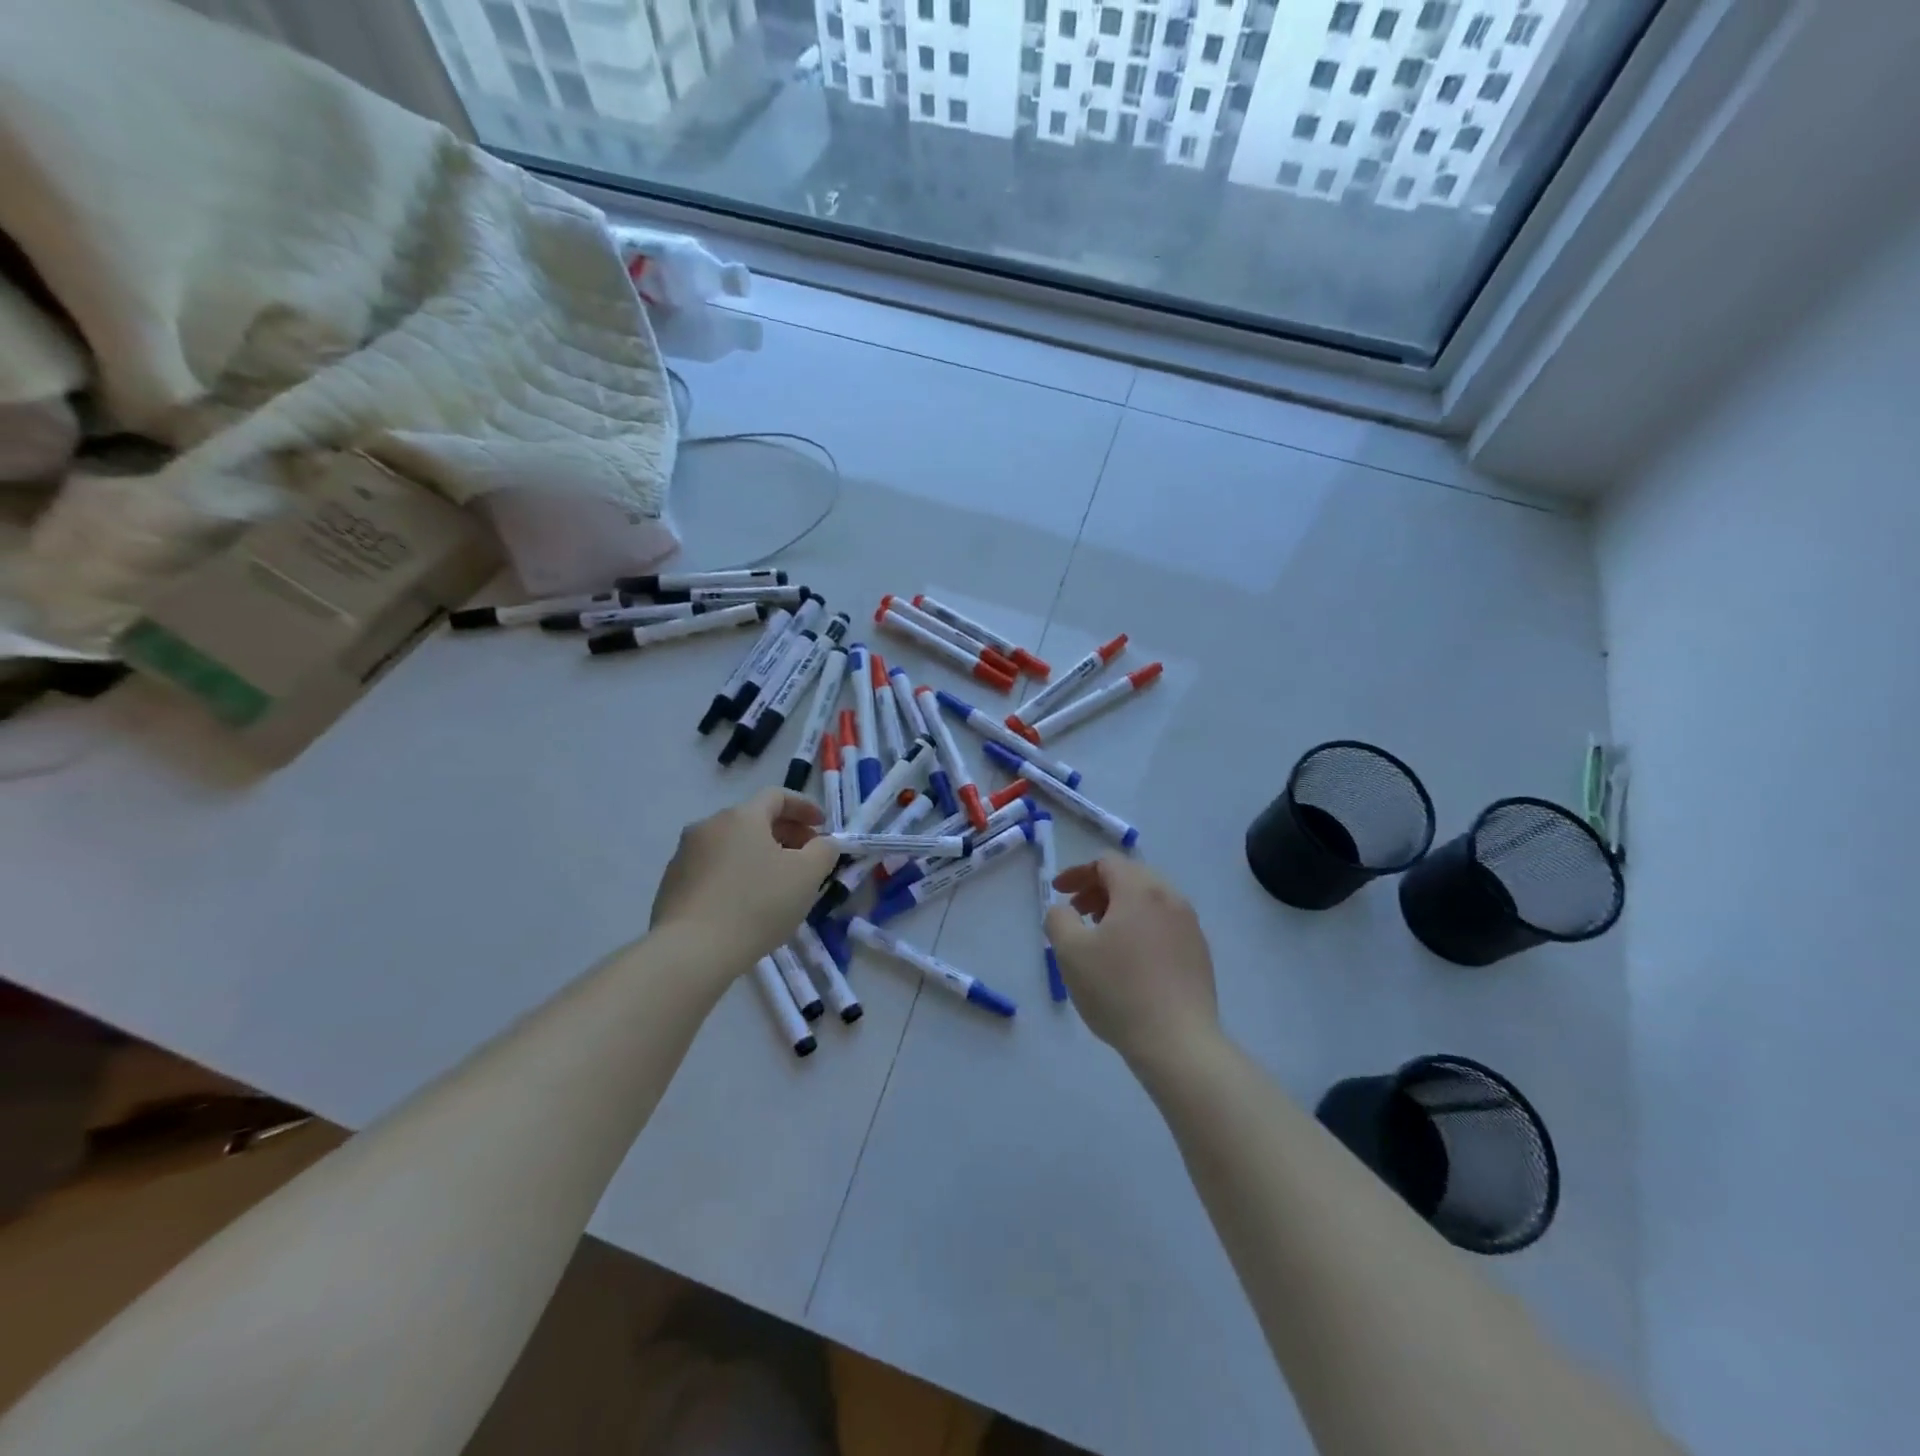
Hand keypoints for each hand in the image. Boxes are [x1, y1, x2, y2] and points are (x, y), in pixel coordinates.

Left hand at [651, 789, 840, 968]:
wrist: (691, 951)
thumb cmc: (756, 905)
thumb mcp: (807, 876)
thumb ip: (824, 851)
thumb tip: (822, 843)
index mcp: (741, 816)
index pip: (776, 796)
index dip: (804, 807)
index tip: (822, 827)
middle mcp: (708, 826)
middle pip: (753, 820)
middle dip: (785, 834)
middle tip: (806, 858)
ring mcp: (684, 855)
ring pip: (732, 845)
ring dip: (759, 855)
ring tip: (777, 884)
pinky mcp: (671, 884)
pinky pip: (713, 869)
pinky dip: (735, 875)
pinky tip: (746, 904)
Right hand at [1047, 856, 1218, 1067]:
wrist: (1178, 1042)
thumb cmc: (1118, 990)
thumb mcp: (1070, 952)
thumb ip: (1058, 919)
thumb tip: (1065, 911)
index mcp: (1140, 890)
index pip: (1107, 863)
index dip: (1078, 873)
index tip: (1059, 893)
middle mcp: (1171, 898)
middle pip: (1130, 877)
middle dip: (1099, 889)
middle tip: (1078, 914)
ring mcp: (1190, 925)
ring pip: (1150, 901)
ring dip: (1120, 908)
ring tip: (1101, 937)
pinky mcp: (1200, 952)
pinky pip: (1164, 924)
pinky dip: (1141, 927)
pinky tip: (1130, 960)